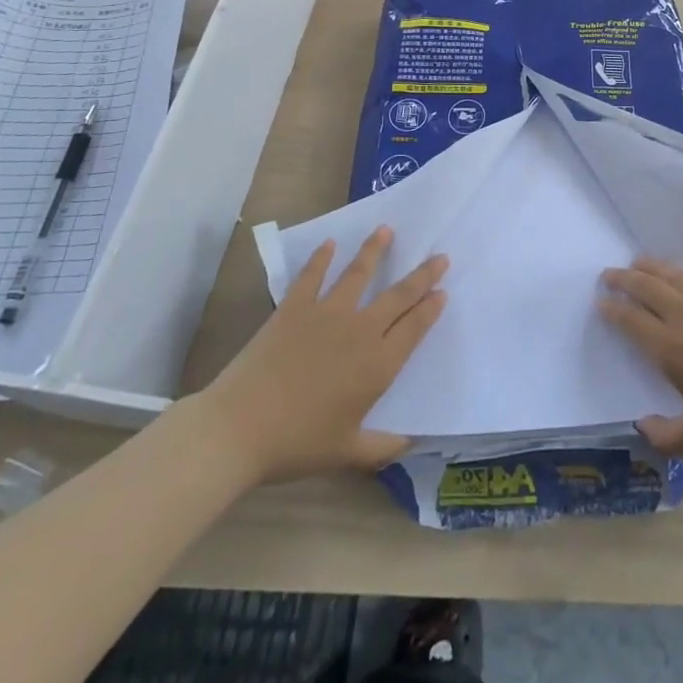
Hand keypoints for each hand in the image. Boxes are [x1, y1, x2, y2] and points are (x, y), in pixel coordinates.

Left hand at [193, 227, 447, 484]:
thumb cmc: (297, 444)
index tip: (443, 291)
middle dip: (423, 275)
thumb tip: (413, 441)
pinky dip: (321, 258)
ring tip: (386, 230)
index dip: (430, 308)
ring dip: (375, 250)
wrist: (239, 428)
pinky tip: (329, 243)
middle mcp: (360, 330)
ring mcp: (327, 313)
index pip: (414, 328)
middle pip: (398, 295)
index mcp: (378, 365)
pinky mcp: (295, 307)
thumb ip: (383, 446)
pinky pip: (312, 275)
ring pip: (359, 273)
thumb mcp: (346, 453)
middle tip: (440, 256)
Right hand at [600, 257, 682, 455]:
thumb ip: (666, 436)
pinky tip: (673, 272)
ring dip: (647, 267)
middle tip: (607, 275)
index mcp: (671, 349)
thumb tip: (641, 427)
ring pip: (669, 275)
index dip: (612, 310)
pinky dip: (674, 270)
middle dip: (623, 279)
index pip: (631, 320)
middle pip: (645, 287)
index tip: (599, 303)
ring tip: (634, 263)